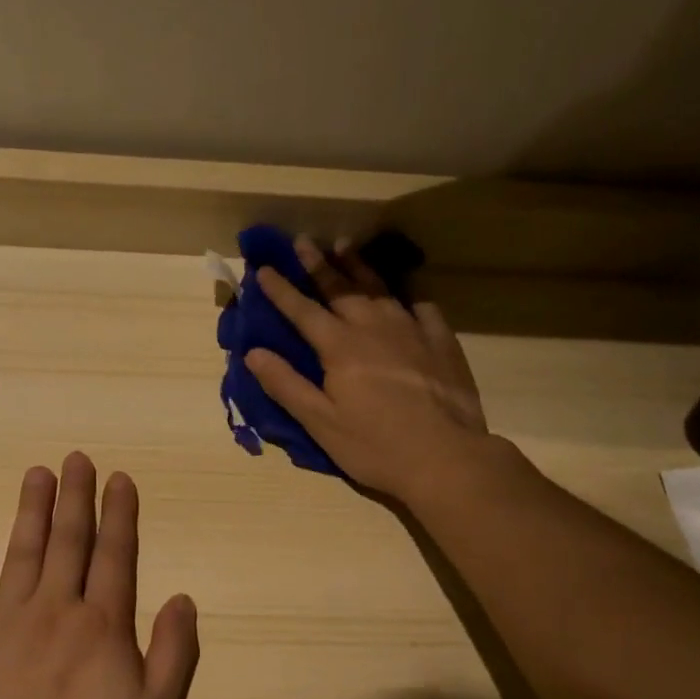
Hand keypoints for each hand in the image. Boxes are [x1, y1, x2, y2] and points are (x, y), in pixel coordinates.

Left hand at [0, 453, 199, 698]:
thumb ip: (174, 654)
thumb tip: (184, 598)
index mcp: (102, 625)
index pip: (115, 555)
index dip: (119, 514)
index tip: (119, 478)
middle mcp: (55, 609)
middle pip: (68, 541)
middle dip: (75, 497)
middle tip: (77, 458)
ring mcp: (4, 622)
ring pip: (22, 552)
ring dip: (31, 510)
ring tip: (38, 473)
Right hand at [244, 236, 493, 501]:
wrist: (446, 457)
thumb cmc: (375, 446)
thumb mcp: (320, 422)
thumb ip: (286, 385)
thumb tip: (253, 352)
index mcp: (340, 347)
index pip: (303, 310)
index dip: (281, 290)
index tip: (263, 268)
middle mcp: (374, 328)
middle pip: (341, 288)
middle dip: (319, 264)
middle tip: (304, 241)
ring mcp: (411, 331)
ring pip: (380, 289)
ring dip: (359, 267)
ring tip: (346, 245)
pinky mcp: (441, 342)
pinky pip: (422, 307)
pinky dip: (409, 295)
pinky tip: (406, 294)